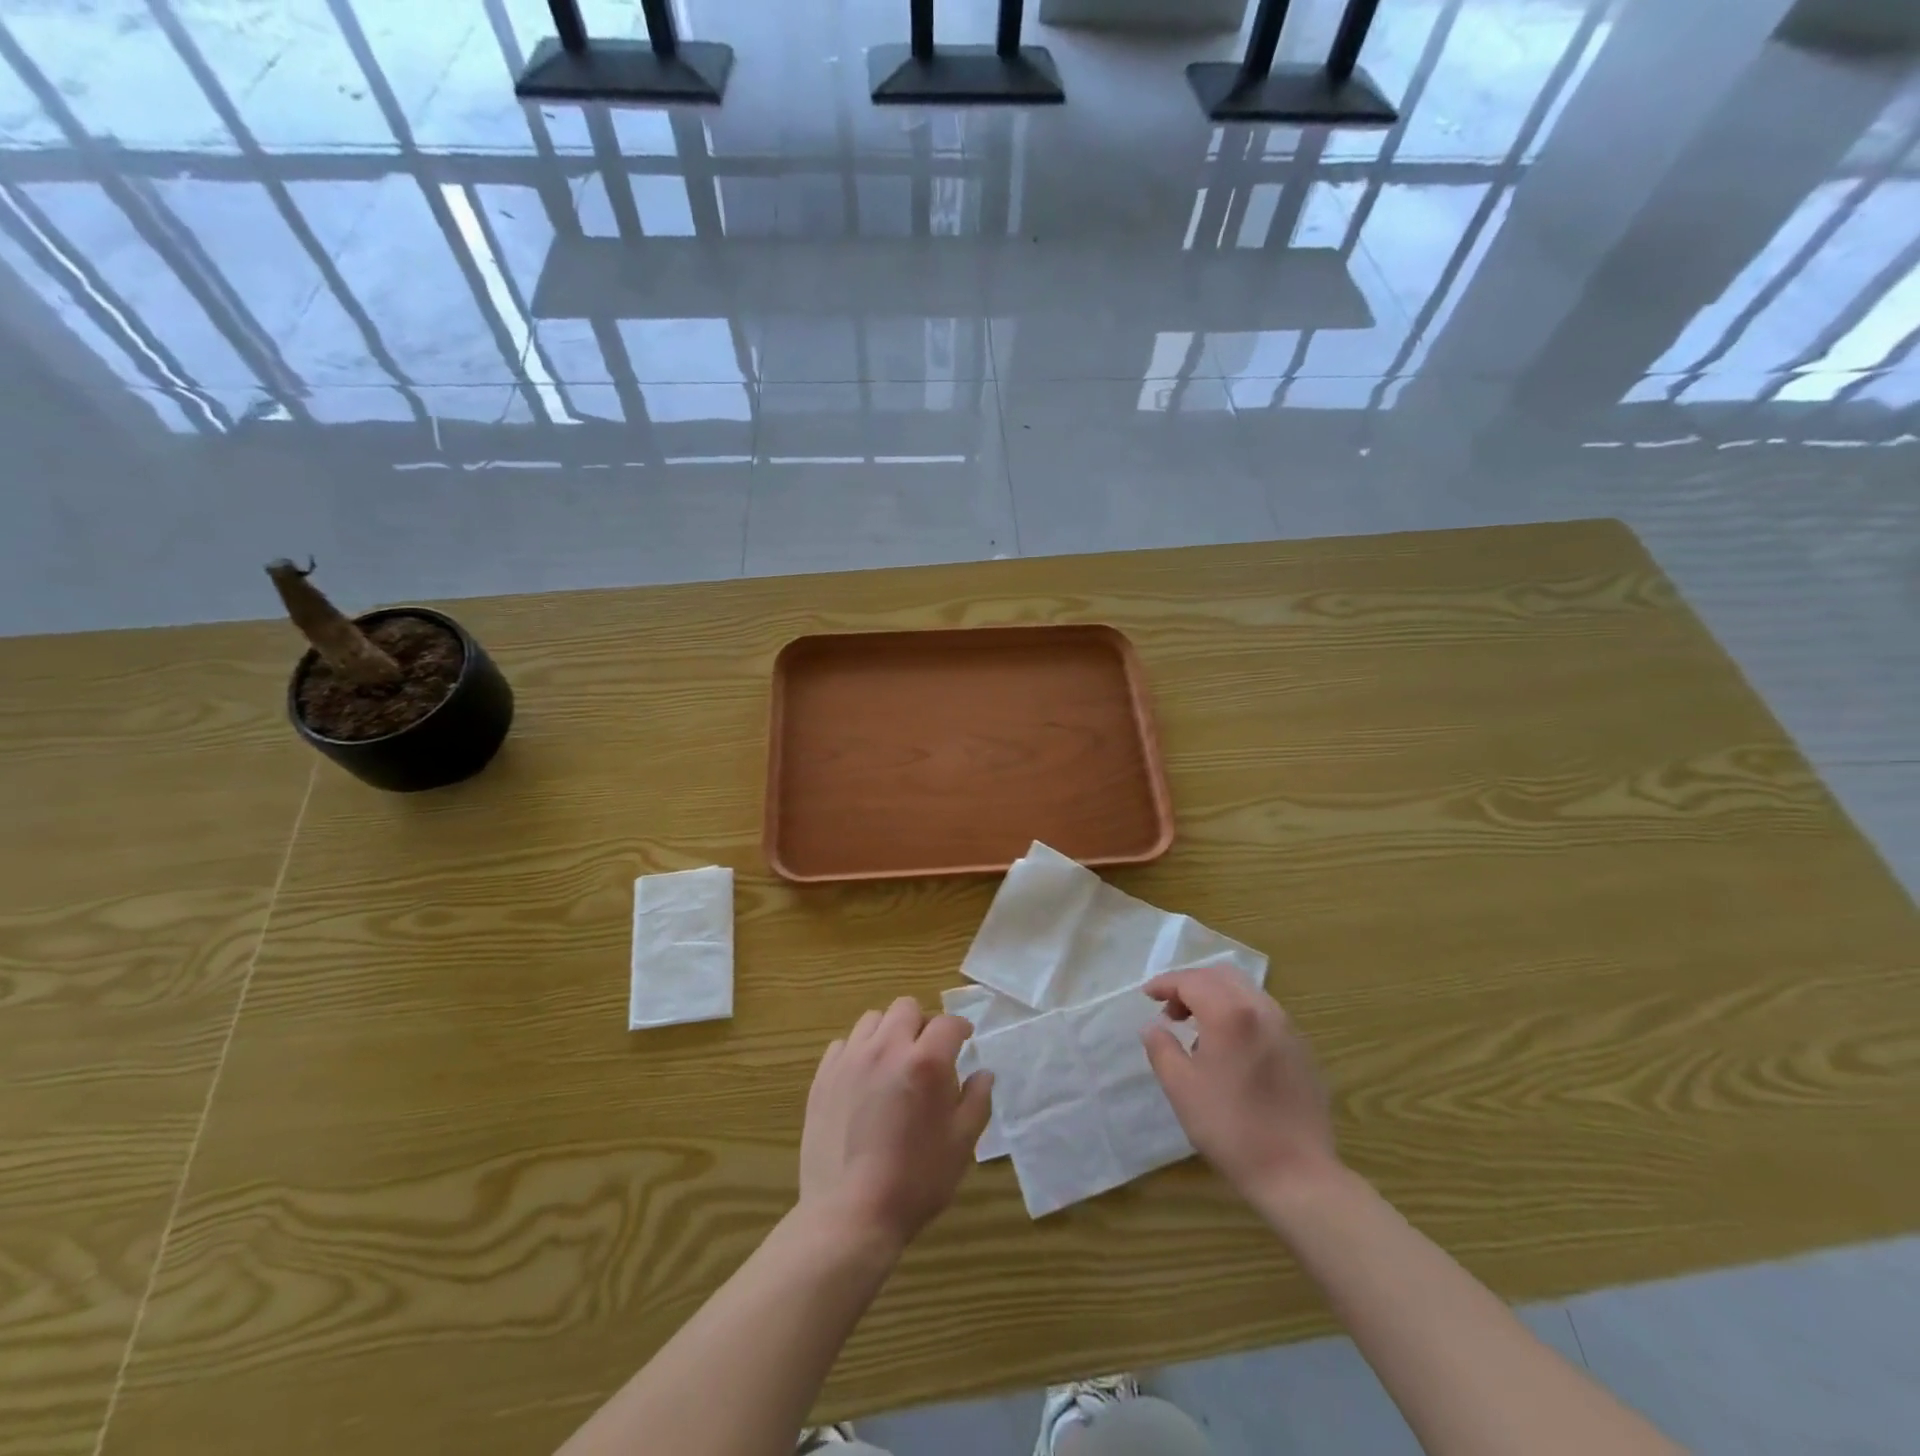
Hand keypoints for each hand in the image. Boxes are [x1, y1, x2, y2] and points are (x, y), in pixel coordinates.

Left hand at [798, 997, 993, 1252]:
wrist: (849, 1215)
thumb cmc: (915, 1182)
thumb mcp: (961, 1145)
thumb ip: (976, 1101)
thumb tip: (983, 1073)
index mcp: (926, 1062)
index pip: (948, 1023)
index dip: (960, 1029)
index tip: (964, 1041)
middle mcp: (887, 1048)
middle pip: (906, 1008)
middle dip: (922, 1024)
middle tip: (927, 1053)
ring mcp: (851, 1060)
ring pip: (873, 1020)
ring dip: (889, 1033)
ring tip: (893, 1063)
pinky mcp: (823, 1076)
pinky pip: (844, 1044)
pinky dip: (858, 1052)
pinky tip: (863, 1080)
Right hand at [1140, 966, 1339, 1202]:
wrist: (1297, 1174)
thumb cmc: (1231, 1128)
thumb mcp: (1181, 1088)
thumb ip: (1161, 1048)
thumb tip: (1153, 1026)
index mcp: (1230, 1014)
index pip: (1191, 980)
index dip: (1165, 984)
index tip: (1147, 996)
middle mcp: (1262, 1010)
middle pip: (1221, 976)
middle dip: (1191, 985)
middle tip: (1171, 1011)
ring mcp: (1287, 1028)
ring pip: (1245, 991)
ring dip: (1216, 998)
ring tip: (1198, 1032)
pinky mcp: (1301, 1049)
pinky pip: (1264, 1013)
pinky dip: (1239, 1014)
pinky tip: (1230, 1049)